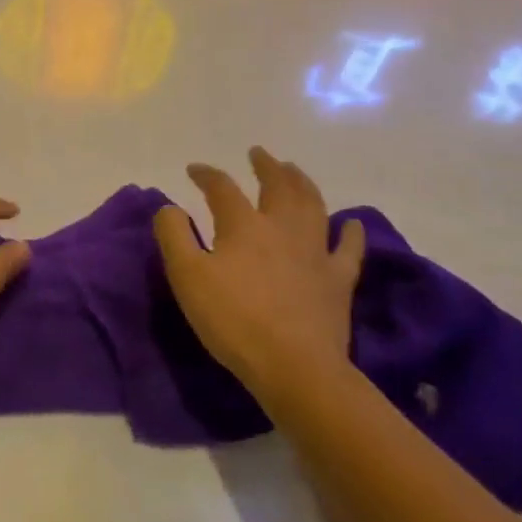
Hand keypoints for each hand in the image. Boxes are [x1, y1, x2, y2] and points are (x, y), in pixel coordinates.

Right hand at [152, 147, 365, 402]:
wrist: (294, 367)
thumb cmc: (234, 320)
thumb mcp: (187, 277)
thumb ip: (173, 235)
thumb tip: (169, 207)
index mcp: (243, 225)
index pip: (222, 188)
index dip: (207, 174)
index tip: (194, 169)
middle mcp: (282, 228)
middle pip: (277, 185)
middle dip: (266, 166)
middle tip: (259, 154)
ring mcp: (315, 252)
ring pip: (312, 205)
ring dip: (303, 183)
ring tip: (295, 171)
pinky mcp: (338, 280)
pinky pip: (348, 249)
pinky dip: (351, 233)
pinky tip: (352, 224)